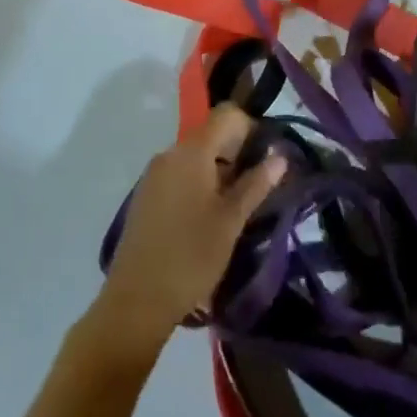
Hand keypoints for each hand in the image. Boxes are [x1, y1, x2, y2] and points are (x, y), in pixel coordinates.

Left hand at [90, 105, 285, 359]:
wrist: (136, 302)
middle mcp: (169, 153)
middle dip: (237, 153)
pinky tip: (207, 218)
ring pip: (195, 157)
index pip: (227, 114)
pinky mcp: (146, 195)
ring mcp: (153, 174)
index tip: (266, 157)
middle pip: (211, 135)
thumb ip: (257, 183)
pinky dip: (199, 184)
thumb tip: (280, 155)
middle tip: (256, 187)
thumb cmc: (191, 257)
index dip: (251, 127)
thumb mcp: (232, 220)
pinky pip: (179, 174)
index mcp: (192, 151)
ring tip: (235, 208)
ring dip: (219, 171)